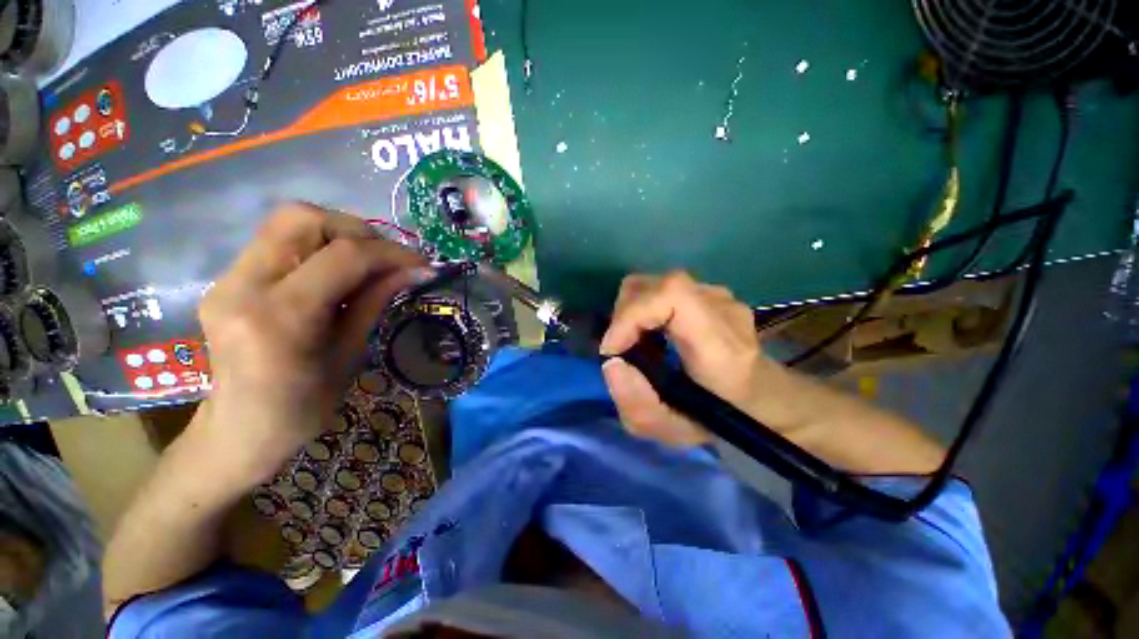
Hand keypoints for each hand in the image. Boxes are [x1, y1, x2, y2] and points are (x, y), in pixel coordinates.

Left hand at [193, 203, 426, 487]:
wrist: (240, 430)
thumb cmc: (304, 407)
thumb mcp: (351, 352)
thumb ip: (376, 300)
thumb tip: (415, 270)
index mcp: (280, 317)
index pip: (343, 256)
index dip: (390, 253)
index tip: (421, 264)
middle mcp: (243, 286)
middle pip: (302, 218)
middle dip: (357, 229)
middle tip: (388, 257)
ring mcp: (227, 279)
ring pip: (287, 222)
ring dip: (338, 234)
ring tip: (368, 262)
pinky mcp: (228, 279)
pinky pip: (279, 242)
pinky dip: (319, 247)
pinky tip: (338, 272)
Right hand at [600, 271, 779, 446]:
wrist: (762, 399)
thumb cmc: (721, 421)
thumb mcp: (674, 431)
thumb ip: (638, 405)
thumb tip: (611, 362)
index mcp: (721, 346)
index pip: (672, 295)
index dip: (631, 315)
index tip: (614, 349)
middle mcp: (724, 310)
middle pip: (658, 285)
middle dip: (625, 315)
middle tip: (622, 348)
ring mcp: (721, 296)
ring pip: (657, 283)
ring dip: (633, 310)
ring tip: (635, 341)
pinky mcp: (712, 293)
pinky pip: (665, 289)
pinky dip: (646, 308)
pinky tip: (653, 333)